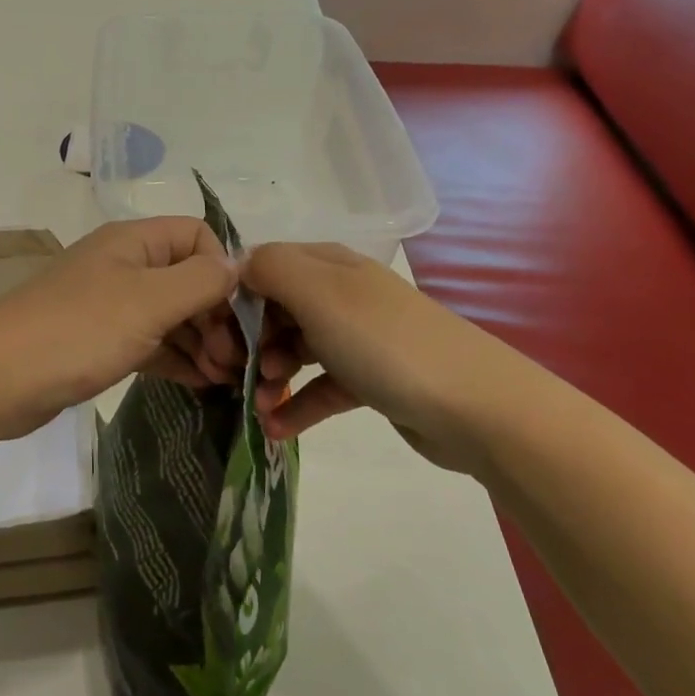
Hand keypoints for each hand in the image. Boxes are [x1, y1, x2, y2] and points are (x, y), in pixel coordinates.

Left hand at [0, 218, 263, 443]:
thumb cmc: (77, 330)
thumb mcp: (148, 302)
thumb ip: (200, 281)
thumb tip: (238, 266)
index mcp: (134, 241)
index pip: (198, 237)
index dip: (223, 271)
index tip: (237, 317)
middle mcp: (125, 265)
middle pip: (188, 279)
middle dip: (217, 316)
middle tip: (236, 363)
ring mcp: (111, 305)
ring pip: (172, 315)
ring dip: (202, 342)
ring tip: (226, 379)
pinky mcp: (100, 341)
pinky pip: (152, 343)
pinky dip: (177, 359)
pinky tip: (202, 383)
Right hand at [243, 242, 540, 475]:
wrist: (475, 406)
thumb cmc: (385, 343)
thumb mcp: (320, 293)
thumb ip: (271, 269)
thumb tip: (238, 266)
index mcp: (328, 265)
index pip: (265, 267)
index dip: (237, 297)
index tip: (219, 334)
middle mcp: (341, 295)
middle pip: (277, 309)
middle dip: (250, 340)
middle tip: (236, 373)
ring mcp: (357, 338)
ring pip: (296, 349)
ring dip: (270, 374)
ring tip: (259, 404)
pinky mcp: (370, 380)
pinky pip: (321, 387)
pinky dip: (298, 405)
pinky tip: (276, 430)